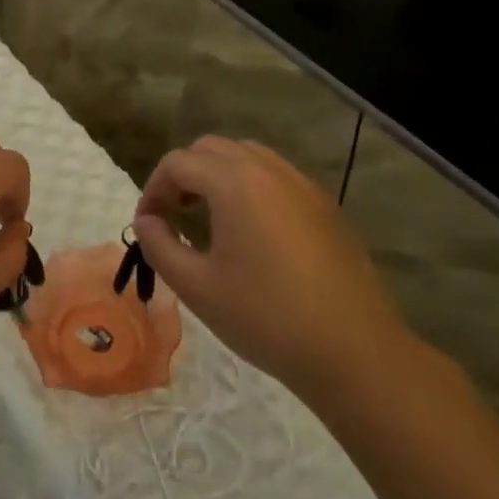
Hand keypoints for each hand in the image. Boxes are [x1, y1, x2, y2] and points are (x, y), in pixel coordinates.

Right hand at [131, 136, 410, 393]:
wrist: (353, 350)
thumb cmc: (265, 317)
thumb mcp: (196, 287)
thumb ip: (159, 245)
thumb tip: (146, 221)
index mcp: (234, 183)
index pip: (178, 163)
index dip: (153, 189)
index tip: (147, 225)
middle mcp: (269, 170)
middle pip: (212, 149)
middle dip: (184, 174)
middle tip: (174, 215)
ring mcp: (303, 185)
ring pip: (248, 156)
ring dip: (218, 176)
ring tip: (210, 218)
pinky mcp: (325, 206)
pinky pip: (277, 177)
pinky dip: (251, 187)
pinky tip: (252, 232)